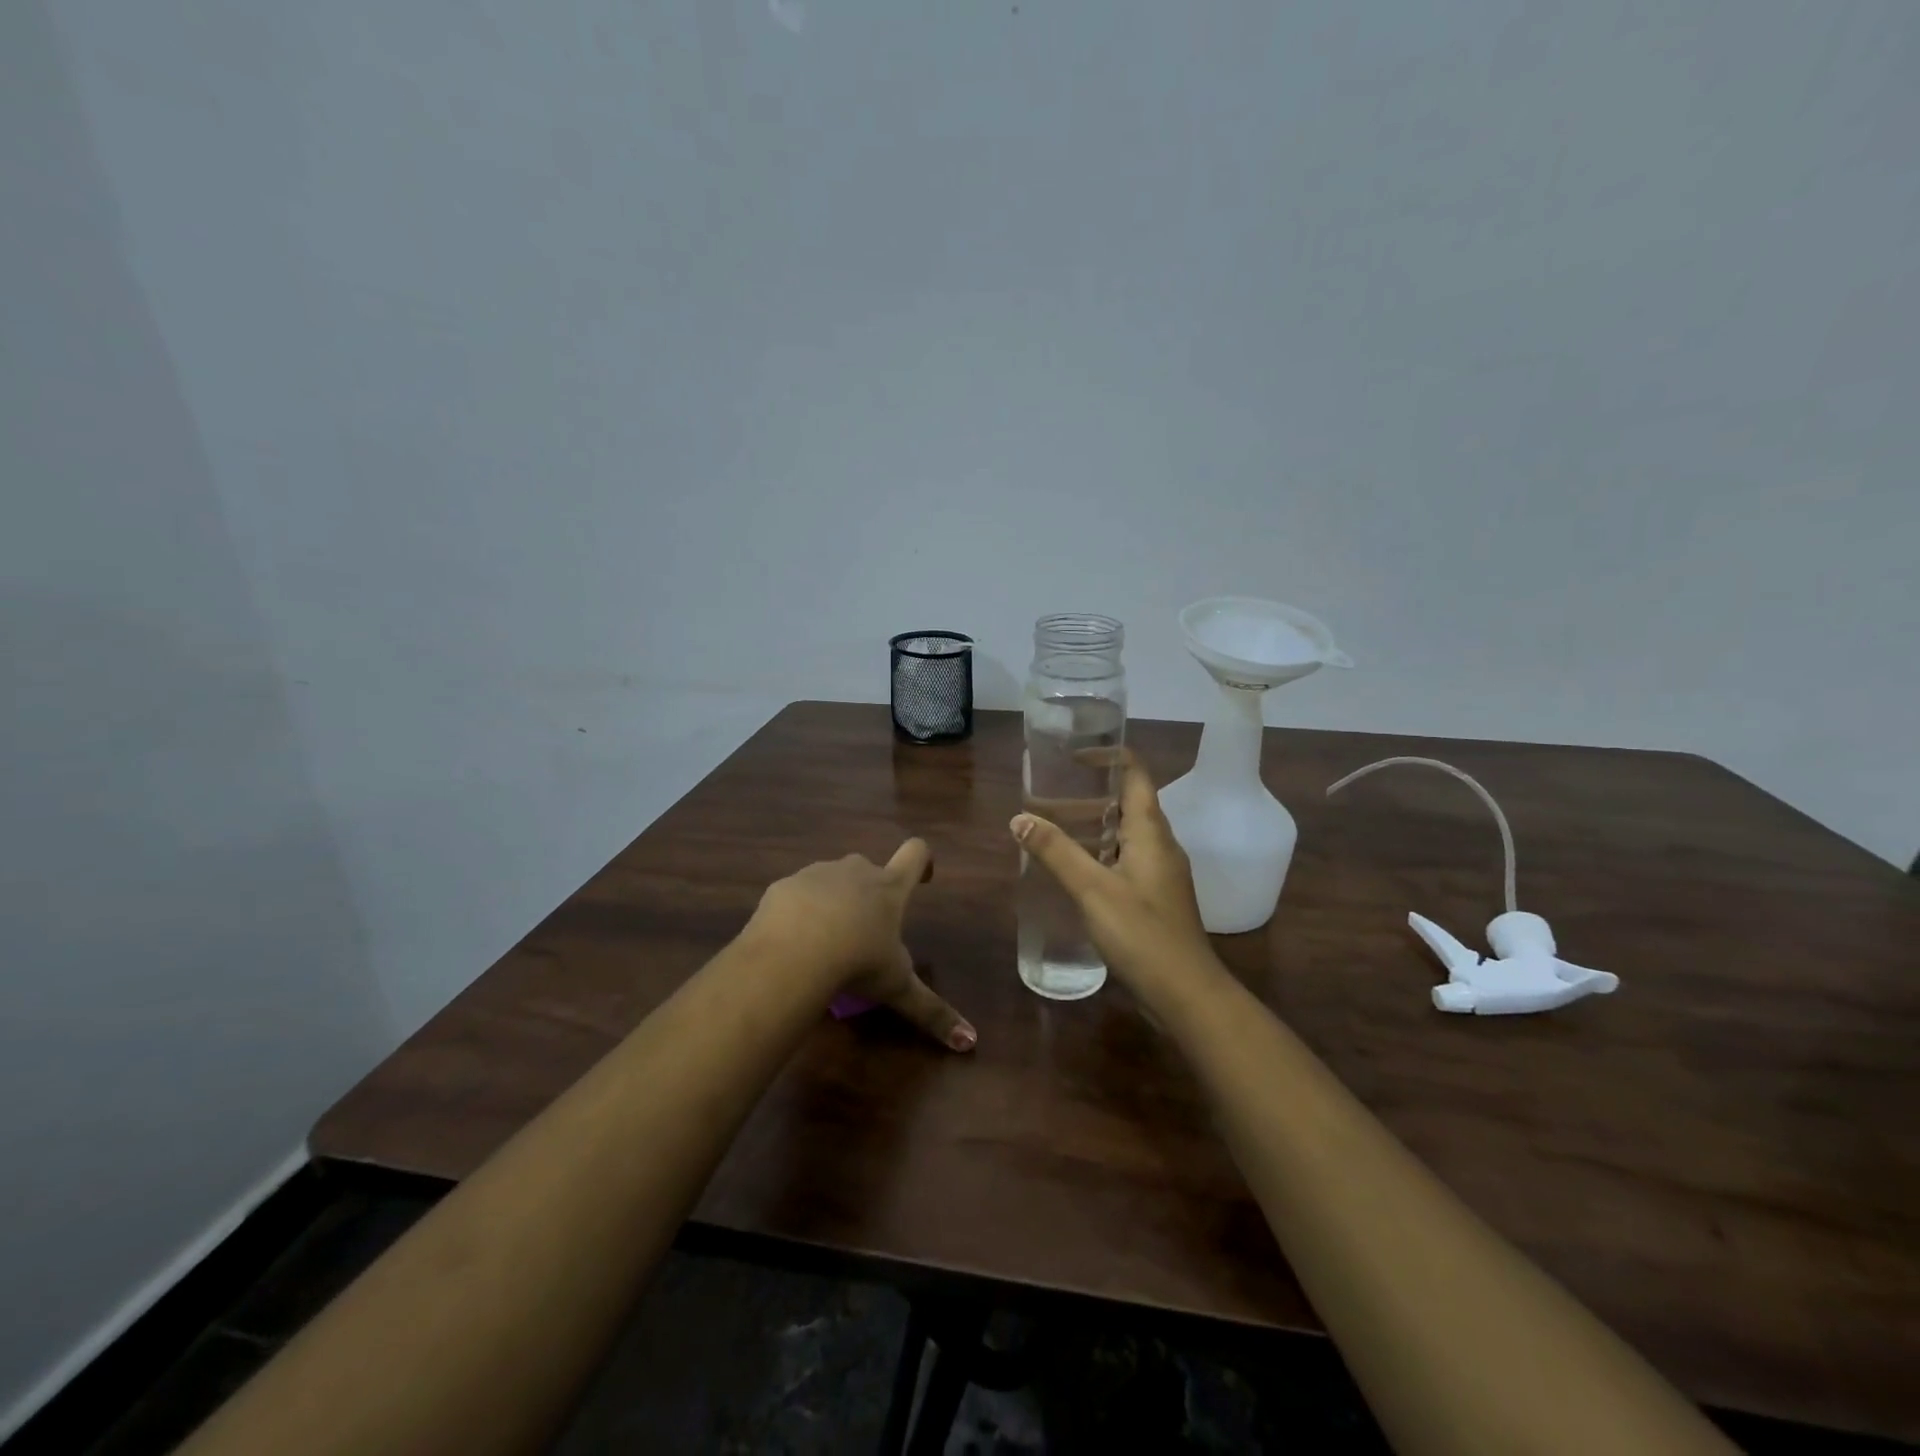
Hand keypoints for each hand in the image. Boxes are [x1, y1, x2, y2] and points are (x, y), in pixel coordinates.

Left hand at [747, 840, 976, 1052]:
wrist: (791, 954)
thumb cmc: (856, 963)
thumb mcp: (897, 989)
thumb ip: (932, 1011)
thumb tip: (970, 1041)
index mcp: (889, 888)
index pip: (916, 853)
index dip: (922, 861)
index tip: (922, 879)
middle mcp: (856, 870)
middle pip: (870, 869)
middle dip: (869, 893)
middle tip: (865, 932)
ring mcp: (817, 873)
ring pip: (831, 880)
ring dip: (833, 901)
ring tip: (824, 941)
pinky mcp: (784, 885)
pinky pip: (796, 893)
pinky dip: (798, 911)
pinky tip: (791, 941)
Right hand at [1011, 748, 1212, 989]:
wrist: (1186, 994)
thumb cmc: (1142, 933)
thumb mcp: (1093, 889)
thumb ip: (1056, 852)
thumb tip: (1019, 818)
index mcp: (1151, 832)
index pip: (1136, 774)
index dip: (1109, 756)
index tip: (1073, 755)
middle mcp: (1160, 846)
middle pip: (1127, 803)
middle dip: (1090, 793)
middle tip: (1049, 792)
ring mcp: (1160, 874)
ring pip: (1124, 835)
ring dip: (1091, 826)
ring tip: (1051, 826)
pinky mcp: (1154, 899)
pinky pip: (1124, 861)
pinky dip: (1098, 853)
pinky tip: (1073, 870)